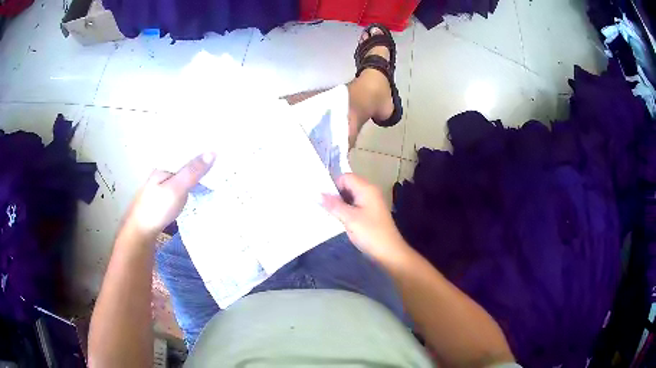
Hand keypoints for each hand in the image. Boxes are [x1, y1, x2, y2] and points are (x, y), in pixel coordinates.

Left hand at [123, 153, 215, 237]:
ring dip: (200, 174)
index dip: (204, 148)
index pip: (187, 150)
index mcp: (165, 164)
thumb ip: (193, 171)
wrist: (141, 232)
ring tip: (218, 174)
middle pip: (187, 162)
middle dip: (203, 161)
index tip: (222, 149)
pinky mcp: (167, 196)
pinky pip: (184, 185)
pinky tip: (202, 189)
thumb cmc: (157, 208)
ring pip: (186, 175)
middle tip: (224, 162)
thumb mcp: (177, 188)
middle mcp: (165, 170)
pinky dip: (195, 185)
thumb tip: (214, 151)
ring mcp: (165, 184)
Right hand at [321, 173, 408, 263]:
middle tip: (322, 206)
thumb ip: (333, 205)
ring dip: (339, 204)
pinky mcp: (370, 214)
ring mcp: (371, 203)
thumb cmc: (370, 233)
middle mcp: (370, 192)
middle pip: (348, 186)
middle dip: (335, 194)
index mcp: (366, 189)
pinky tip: (339, 220)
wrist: (390, 252)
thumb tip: (317, 194)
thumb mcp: (349, 218)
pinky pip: (355, 206)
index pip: (345, 177)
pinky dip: (346, 211)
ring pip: (350, 197)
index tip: (322, 198)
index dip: (333, 185)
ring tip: (328, 214)